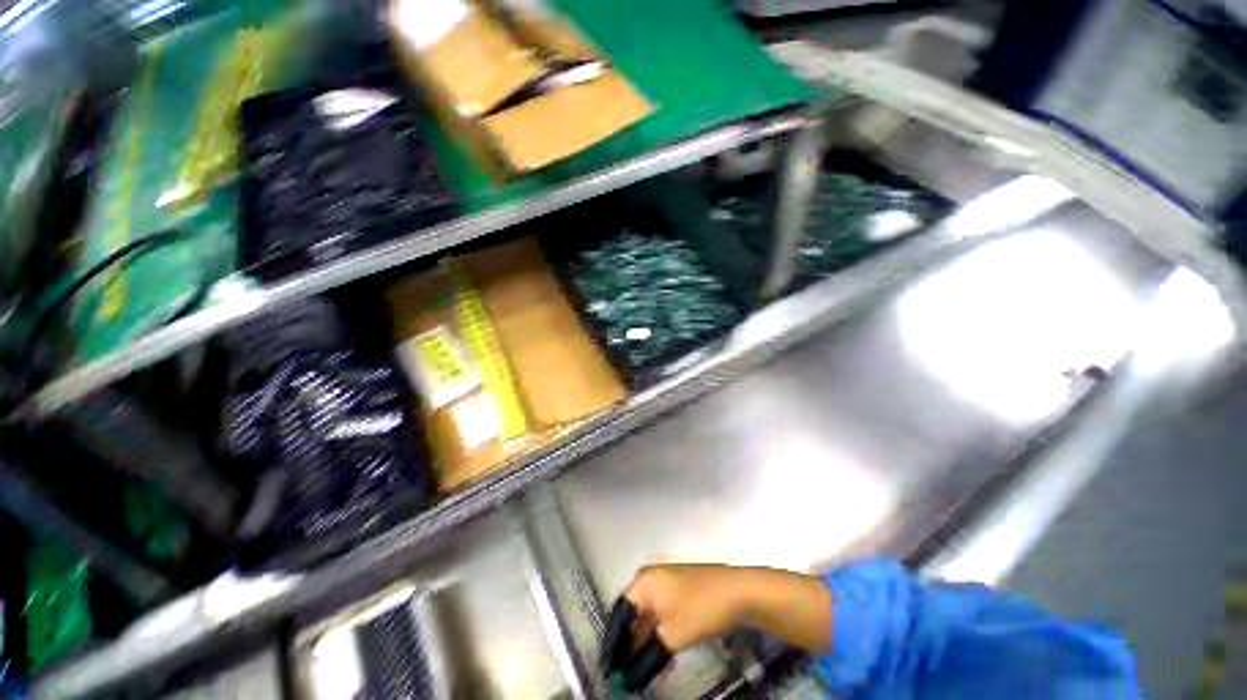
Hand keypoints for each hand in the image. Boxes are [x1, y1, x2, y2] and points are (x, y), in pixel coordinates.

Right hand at [621, 563, 833, 653]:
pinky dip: (658, 636)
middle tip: (623, 672)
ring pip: (648, 616)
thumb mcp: (670, 636)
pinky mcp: (680, 590)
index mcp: (642, 581)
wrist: (737, 591)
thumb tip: (628, 680)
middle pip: (632, 614)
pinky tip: (660, 656)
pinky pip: (661, 615)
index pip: (619, 613)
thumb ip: (646, 657)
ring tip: (639, 669)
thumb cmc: (699, 608)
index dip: (613, 642)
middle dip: (628, 644)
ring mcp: (666, 582)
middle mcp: (651, 578)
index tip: (608, 668)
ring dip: (644, 642)